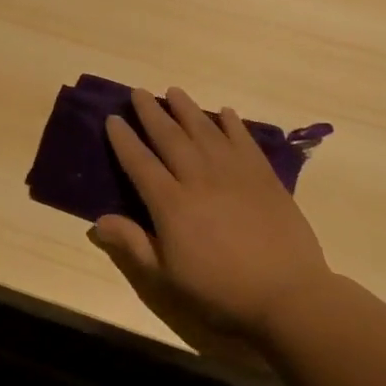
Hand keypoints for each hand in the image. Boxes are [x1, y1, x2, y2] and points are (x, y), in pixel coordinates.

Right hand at [92, 87, 331, 342]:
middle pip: (169, 137)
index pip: (139, 162)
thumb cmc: (221, 291)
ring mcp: (234, 173)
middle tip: (139, 92)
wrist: (288, 295)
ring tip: (174, 91)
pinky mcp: (264, 176)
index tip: (113, 119)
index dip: (124, 139)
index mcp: (171, 204)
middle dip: (151, 112)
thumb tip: (97, 221)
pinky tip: (226, 112)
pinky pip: (244, 141)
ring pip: (205, 130)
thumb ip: (133, 244)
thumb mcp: (167, 277)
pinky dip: (233, 124)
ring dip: (187, 109)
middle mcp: (198, 178)